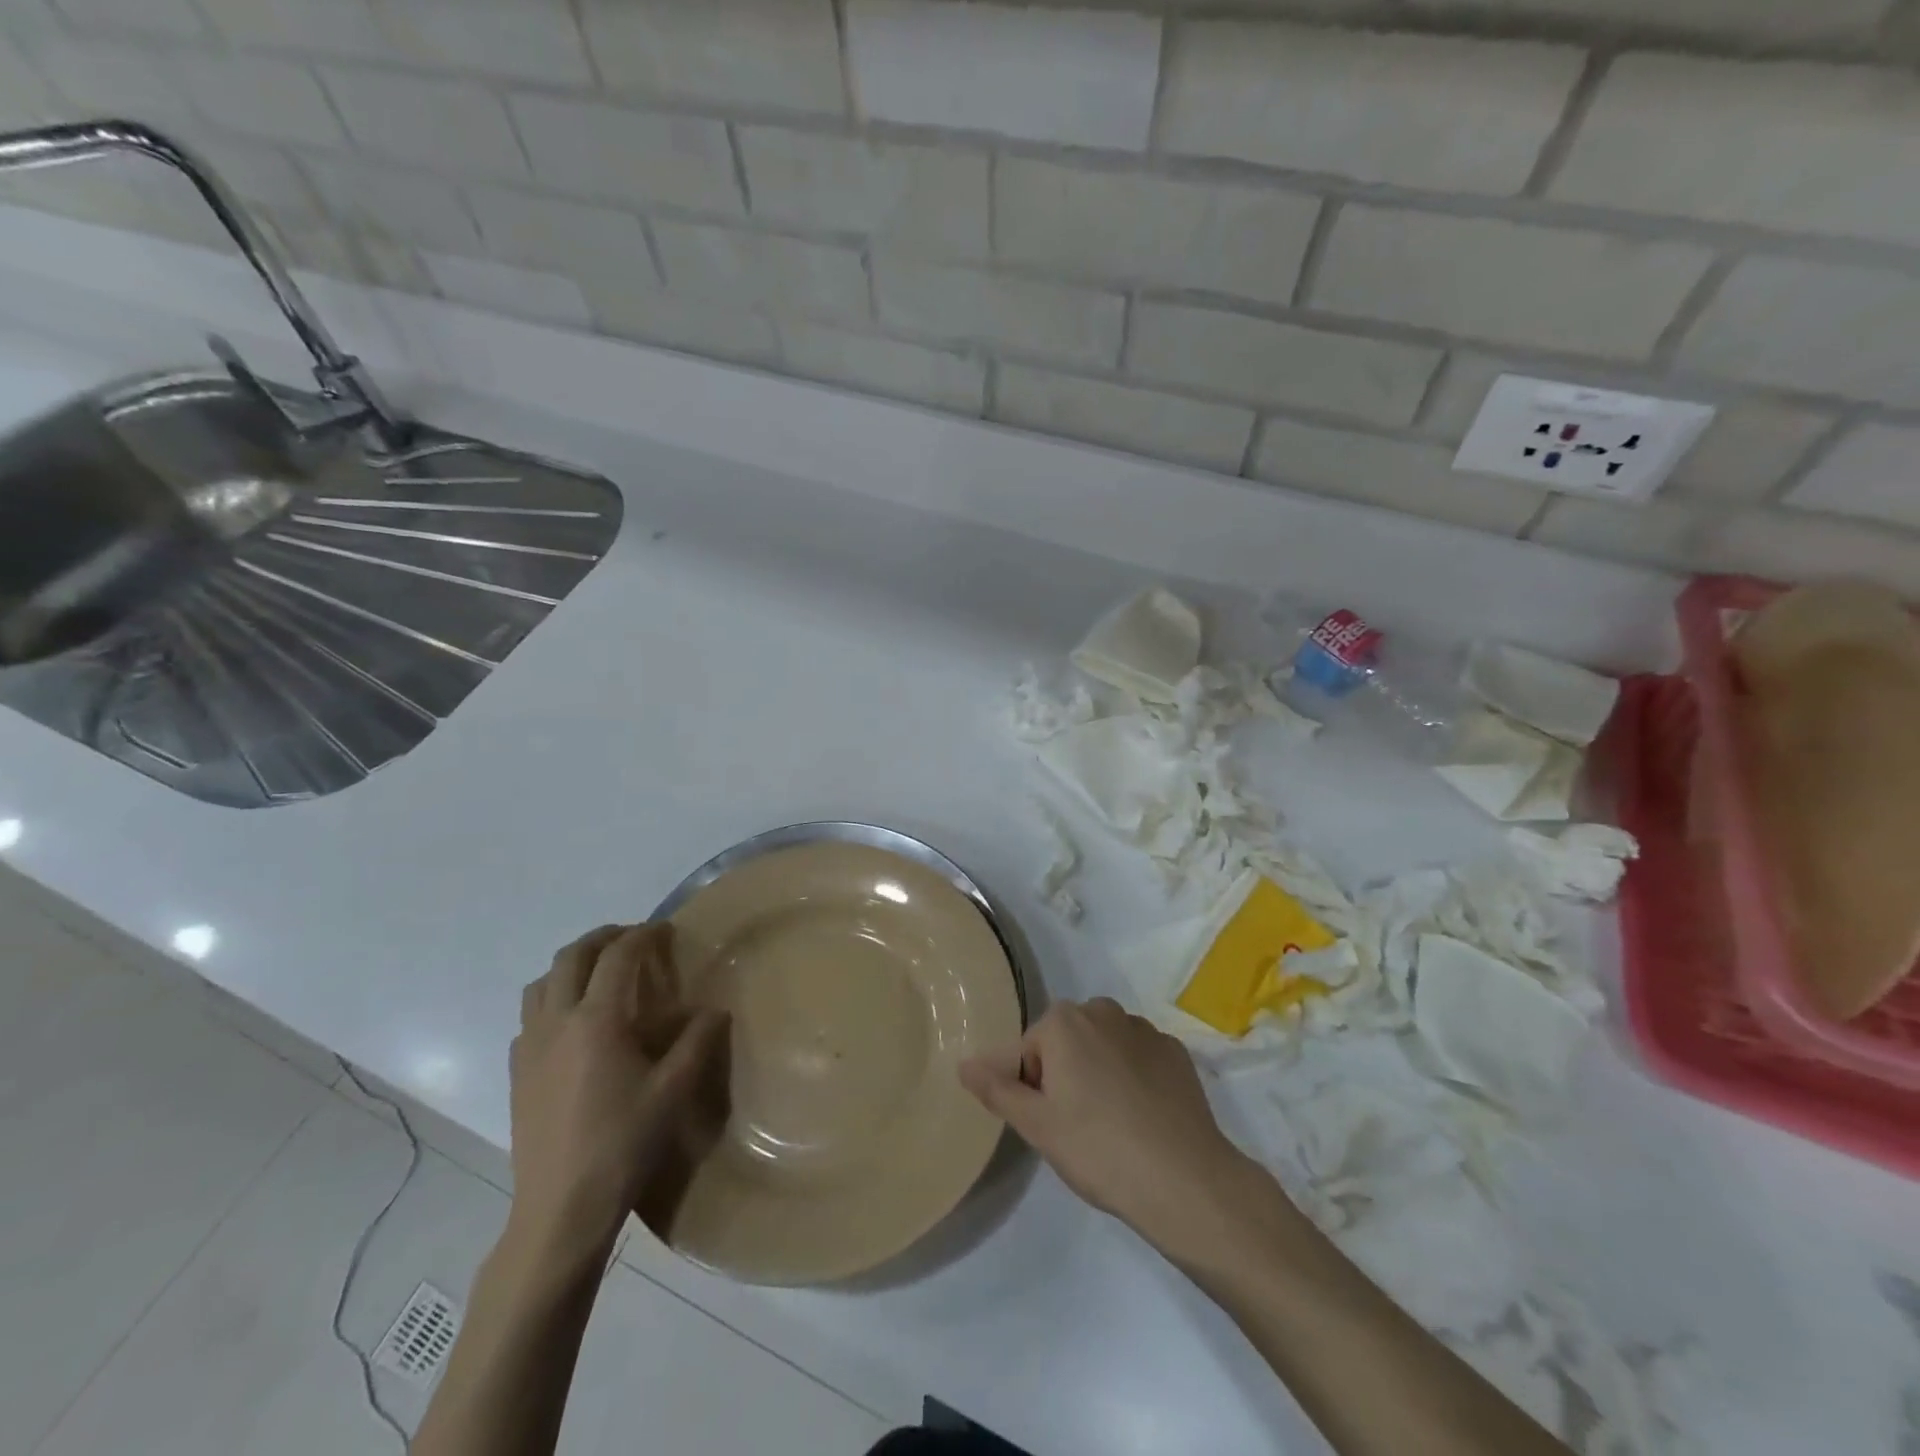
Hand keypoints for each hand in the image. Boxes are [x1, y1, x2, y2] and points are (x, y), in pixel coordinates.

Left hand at [508, 923, 729, 1258]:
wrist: (560, 1208)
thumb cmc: (622, 1143)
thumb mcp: (673, 1090)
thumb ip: (697, 1042)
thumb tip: (715, 1010)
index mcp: (597, 1019)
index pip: (618, 956)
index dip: (643, 935)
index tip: (665, 930)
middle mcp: (556, 1022)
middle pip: (571, 957)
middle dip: (603, 937)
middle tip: (632, 939)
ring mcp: (529, 1047)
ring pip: (541, 983)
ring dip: (571, 965)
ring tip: (599, 973)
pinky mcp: (516, 1073)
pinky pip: (529, 1017)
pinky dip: (551, 1000)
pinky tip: (572, 1024)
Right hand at [960, 998, 1267, 1258]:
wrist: (1184, 1180)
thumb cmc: (1098, 1148)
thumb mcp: (1036, 1125)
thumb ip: (996, 1088)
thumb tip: (963, 1063)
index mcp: (1065, 1021)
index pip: (1029, 1050)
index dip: (1032, 1088)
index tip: (1050, 1124)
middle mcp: (1104, 1010)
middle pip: (1067, 1041)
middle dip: (1064, 1074)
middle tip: (1075, 1126)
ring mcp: (1145, 1029)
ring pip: (1105, 1046)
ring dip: (1099, 1073)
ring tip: (1111, 1125)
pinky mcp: (1177, 1052)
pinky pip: (1140, 1058)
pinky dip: (1135, 1078)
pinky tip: (1143, 1118)